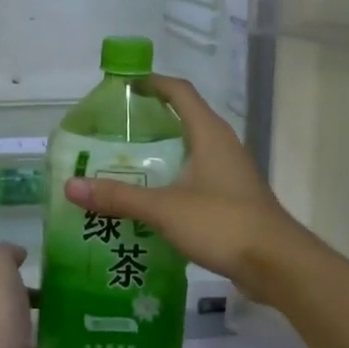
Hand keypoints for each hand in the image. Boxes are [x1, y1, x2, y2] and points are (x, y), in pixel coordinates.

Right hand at [65, 76, 310, 306]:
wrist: (277, 264)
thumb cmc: (223, 223)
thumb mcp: (165, 209)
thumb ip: (118, 197)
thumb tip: (70, 187)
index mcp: (210, 134)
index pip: (180, 92)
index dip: (154, 83)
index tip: (125, 86)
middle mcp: (222, 146)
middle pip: (184, 119)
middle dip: (150, 121)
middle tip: (113, 132)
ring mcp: (230, 173)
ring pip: (190, 151)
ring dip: (161, 154)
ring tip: (124, 166)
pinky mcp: (232, 199)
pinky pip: (196, 178)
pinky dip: (172, 180)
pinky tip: (151, 201)